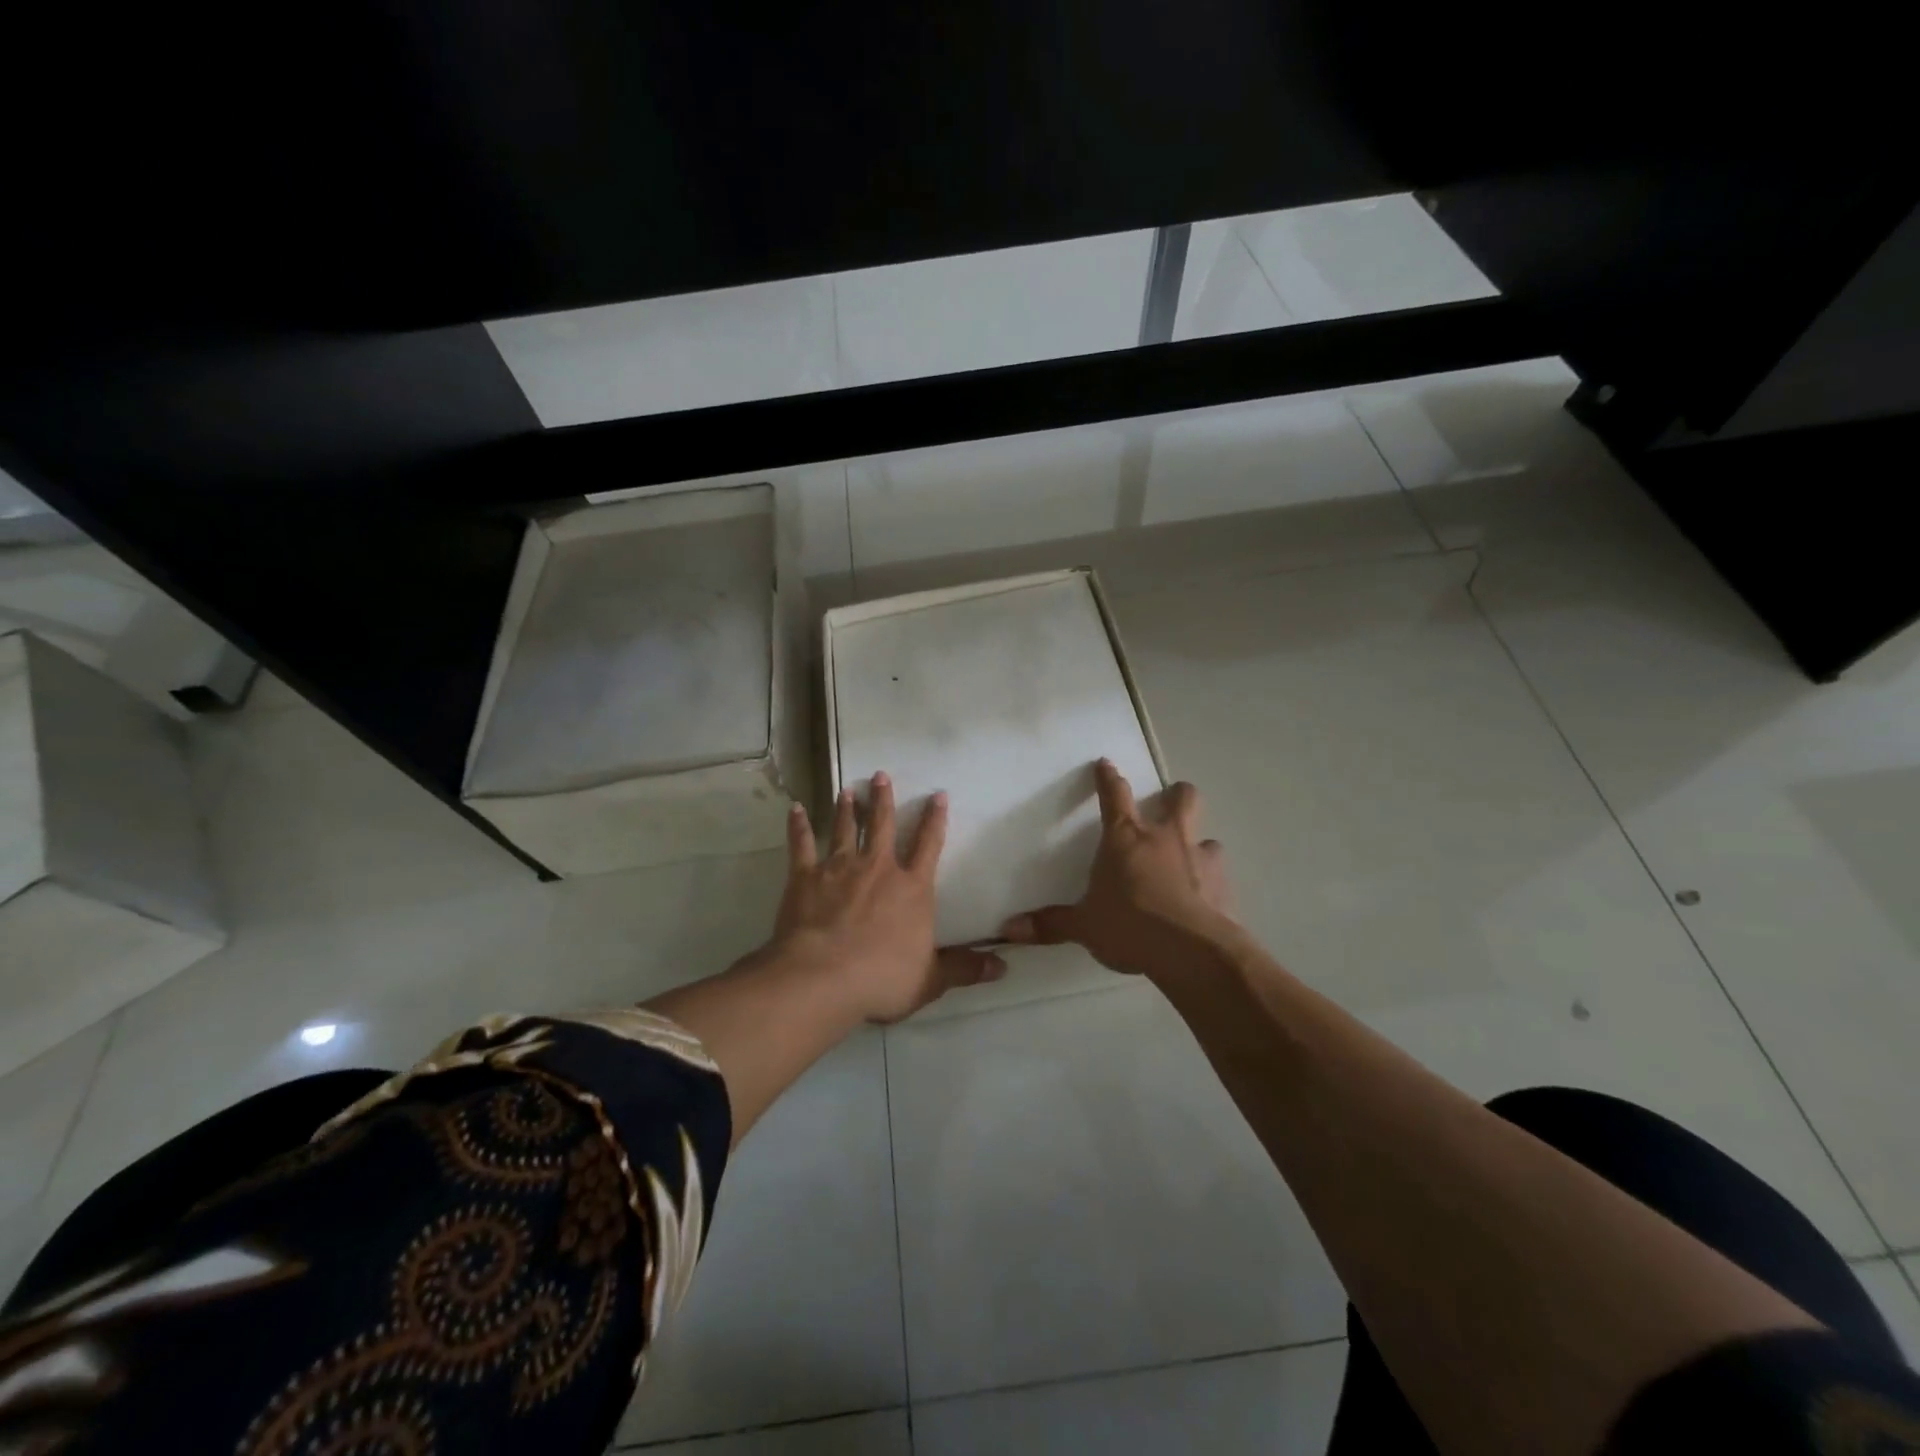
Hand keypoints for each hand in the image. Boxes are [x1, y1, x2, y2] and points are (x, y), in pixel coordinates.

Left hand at [775, 772, 1005, 1022]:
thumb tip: (1003, 967)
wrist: (822, 978)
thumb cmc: (881, 978)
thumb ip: (965, 968)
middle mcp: (877, 868)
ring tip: (846, 790)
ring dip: (846, 808)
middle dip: (883, 799)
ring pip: (844, 829)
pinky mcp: (804, 877)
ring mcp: (838, 868)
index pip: (928, 845)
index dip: (935, 819)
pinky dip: (798, 826)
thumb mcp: (931, 979)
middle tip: (880, 775)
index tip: (937, 795)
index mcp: (911, 888)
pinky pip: (801, 845)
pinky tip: (795, 809)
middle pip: (882, 825)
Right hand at [999, 759, 1234, 979]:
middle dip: (1177, 796)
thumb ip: (1051, 924)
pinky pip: (1220, 877)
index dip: (1108, 778)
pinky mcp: (1225, 886)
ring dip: (1198, 846)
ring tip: (1190, 864)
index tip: (1106, 764)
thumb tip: (1010, 929)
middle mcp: (1167, 838)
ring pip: (1208, 837)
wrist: (1191, 951)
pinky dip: (1212, 884)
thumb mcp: (1084, 926)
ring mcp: (1201, 859)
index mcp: (1126, 839)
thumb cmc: (1129, 926)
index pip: (1114, 796)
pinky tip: (1205, 903)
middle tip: (1170, 803)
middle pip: (1181, 799)